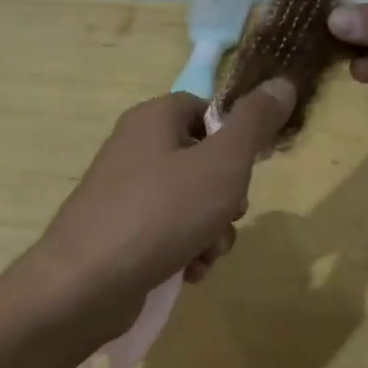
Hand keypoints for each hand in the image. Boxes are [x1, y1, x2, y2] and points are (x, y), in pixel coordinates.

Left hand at [30, 80, 296, 325]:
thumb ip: (255, 123)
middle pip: (202, 159)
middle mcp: (134, 148)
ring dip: (211, 230)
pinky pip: (167, 231)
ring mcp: (124, 193)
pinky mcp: (119, 232)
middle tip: (228, 214)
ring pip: (190, 201)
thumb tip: (282, 83)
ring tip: (205, 253)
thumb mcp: (222, 164)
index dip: (234, 135)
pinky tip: (188, 272)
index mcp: (153, 119)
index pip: (204, 109)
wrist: (85, 285)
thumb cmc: (161, 213)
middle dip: (227, 195)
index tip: (250, 166)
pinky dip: (185, 249)